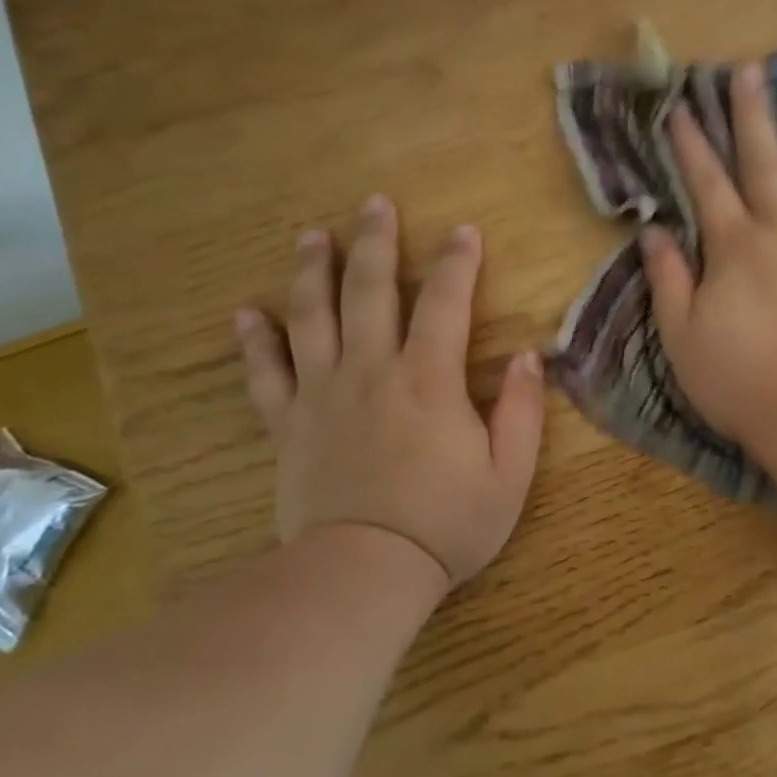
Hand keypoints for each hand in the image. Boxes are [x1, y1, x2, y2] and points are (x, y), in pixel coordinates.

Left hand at [234, 196, 543, 590]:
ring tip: (314, 237)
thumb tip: (528, 356)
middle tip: (374, 204)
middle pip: (371, 292)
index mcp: (429, 381)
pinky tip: (248, 313)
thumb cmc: (447, 524)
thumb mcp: (509, 473)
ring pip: (313, 318)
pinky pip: (266, 374)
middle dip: (376, 243)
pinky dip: (255, 342)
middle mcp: (372, 372)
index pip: (446, 304)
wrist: (363, 573)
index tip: (464, 231)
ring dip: (314, 272)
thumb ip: (521, 410)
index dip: (458, 263)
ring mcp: (322, 396)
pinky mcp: (288, 426)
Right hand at [640, 63, 776, 455]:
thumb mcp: (682, 338)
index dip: (691, 145)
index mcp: (736, 249)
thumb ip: (669, 280)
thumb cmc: (741, 384)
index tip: (681, 108)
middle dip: (751, 116)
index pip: (707, 185)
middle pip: (765, 164)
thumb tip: (653, 231)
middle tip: (748, 70)